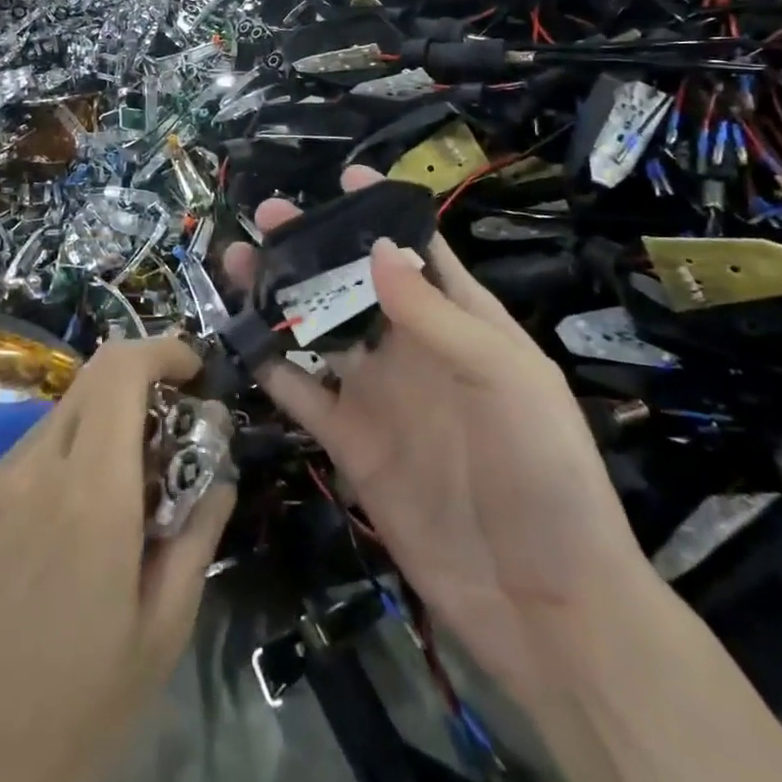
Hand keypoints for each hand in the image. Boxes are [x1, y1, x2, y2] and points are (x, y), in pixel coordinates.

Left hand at [0, 337, 234, 781]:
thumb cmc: (69, 716)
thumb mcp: (161, 634)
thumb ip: (197, 533)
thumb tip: (217, 471)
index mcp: (89, 495)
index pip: (121, 370)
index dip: (160, 349)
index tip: (189, 370)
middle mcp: (28, 468)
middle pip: (89, 389)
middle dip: (132, 403)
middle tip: (152, 459)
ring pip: (51, 431)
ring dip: (83, 453)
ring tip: (86, 533)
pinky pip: (7, 469)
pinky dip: (37, 485)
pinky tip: (27, 559)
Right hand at [224, 167, 653, 690]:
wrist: (543, 603)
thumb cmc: (543, 474)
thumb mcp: (505, 381)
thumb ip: (437, 316)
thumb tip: (376, 248)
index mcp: (462, 322)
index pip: (420, 250)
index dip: (384, 212)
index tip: (345, 177)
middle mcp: (414, 349)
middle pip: (354, 282)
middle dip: (314, 245)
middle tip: (267, 216)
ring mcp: (378, 396)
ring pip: (319, 330)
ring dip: (281, 296)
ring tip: (238, 261)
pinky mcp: (351, 442)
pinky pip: (303, 394)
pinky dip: (272, 366)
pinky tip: (238, 338)